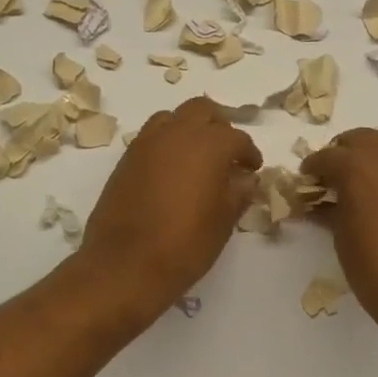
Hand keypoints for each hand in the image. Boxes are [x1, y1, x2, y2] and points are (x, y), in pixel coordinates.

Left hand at [77, 97, 261, 318]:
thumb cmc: (184, 245)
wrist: (124, 265)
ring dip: (189, 129)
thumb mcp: (223, 221)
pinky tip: (172, 170)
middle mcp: (177, 133)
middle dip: (218, 126)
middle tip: (227, 153)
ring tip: (197, 156)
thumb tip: (245, 178)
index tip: (252, 169)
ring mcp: (147, 143)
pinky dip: (167, 143)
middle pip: (202, 111)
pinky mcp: (126, 158)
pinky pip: (152, 136)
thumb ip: (238, 192)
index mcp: (208, 145)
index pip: (237, 138)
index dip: (248, 153)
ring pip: (173, 118)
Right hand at [301, 128, 377, 339]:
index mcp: (358, 166)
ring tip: (359, 186)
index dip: (312, 168)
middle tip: (330, 178)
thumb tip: (322, 204)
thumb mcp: (343, 240)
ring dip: (369, 158)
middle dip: (341, 153)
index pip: (326, 156)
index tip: (305, 182)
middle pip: (359, 139)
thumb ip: (331, 212)